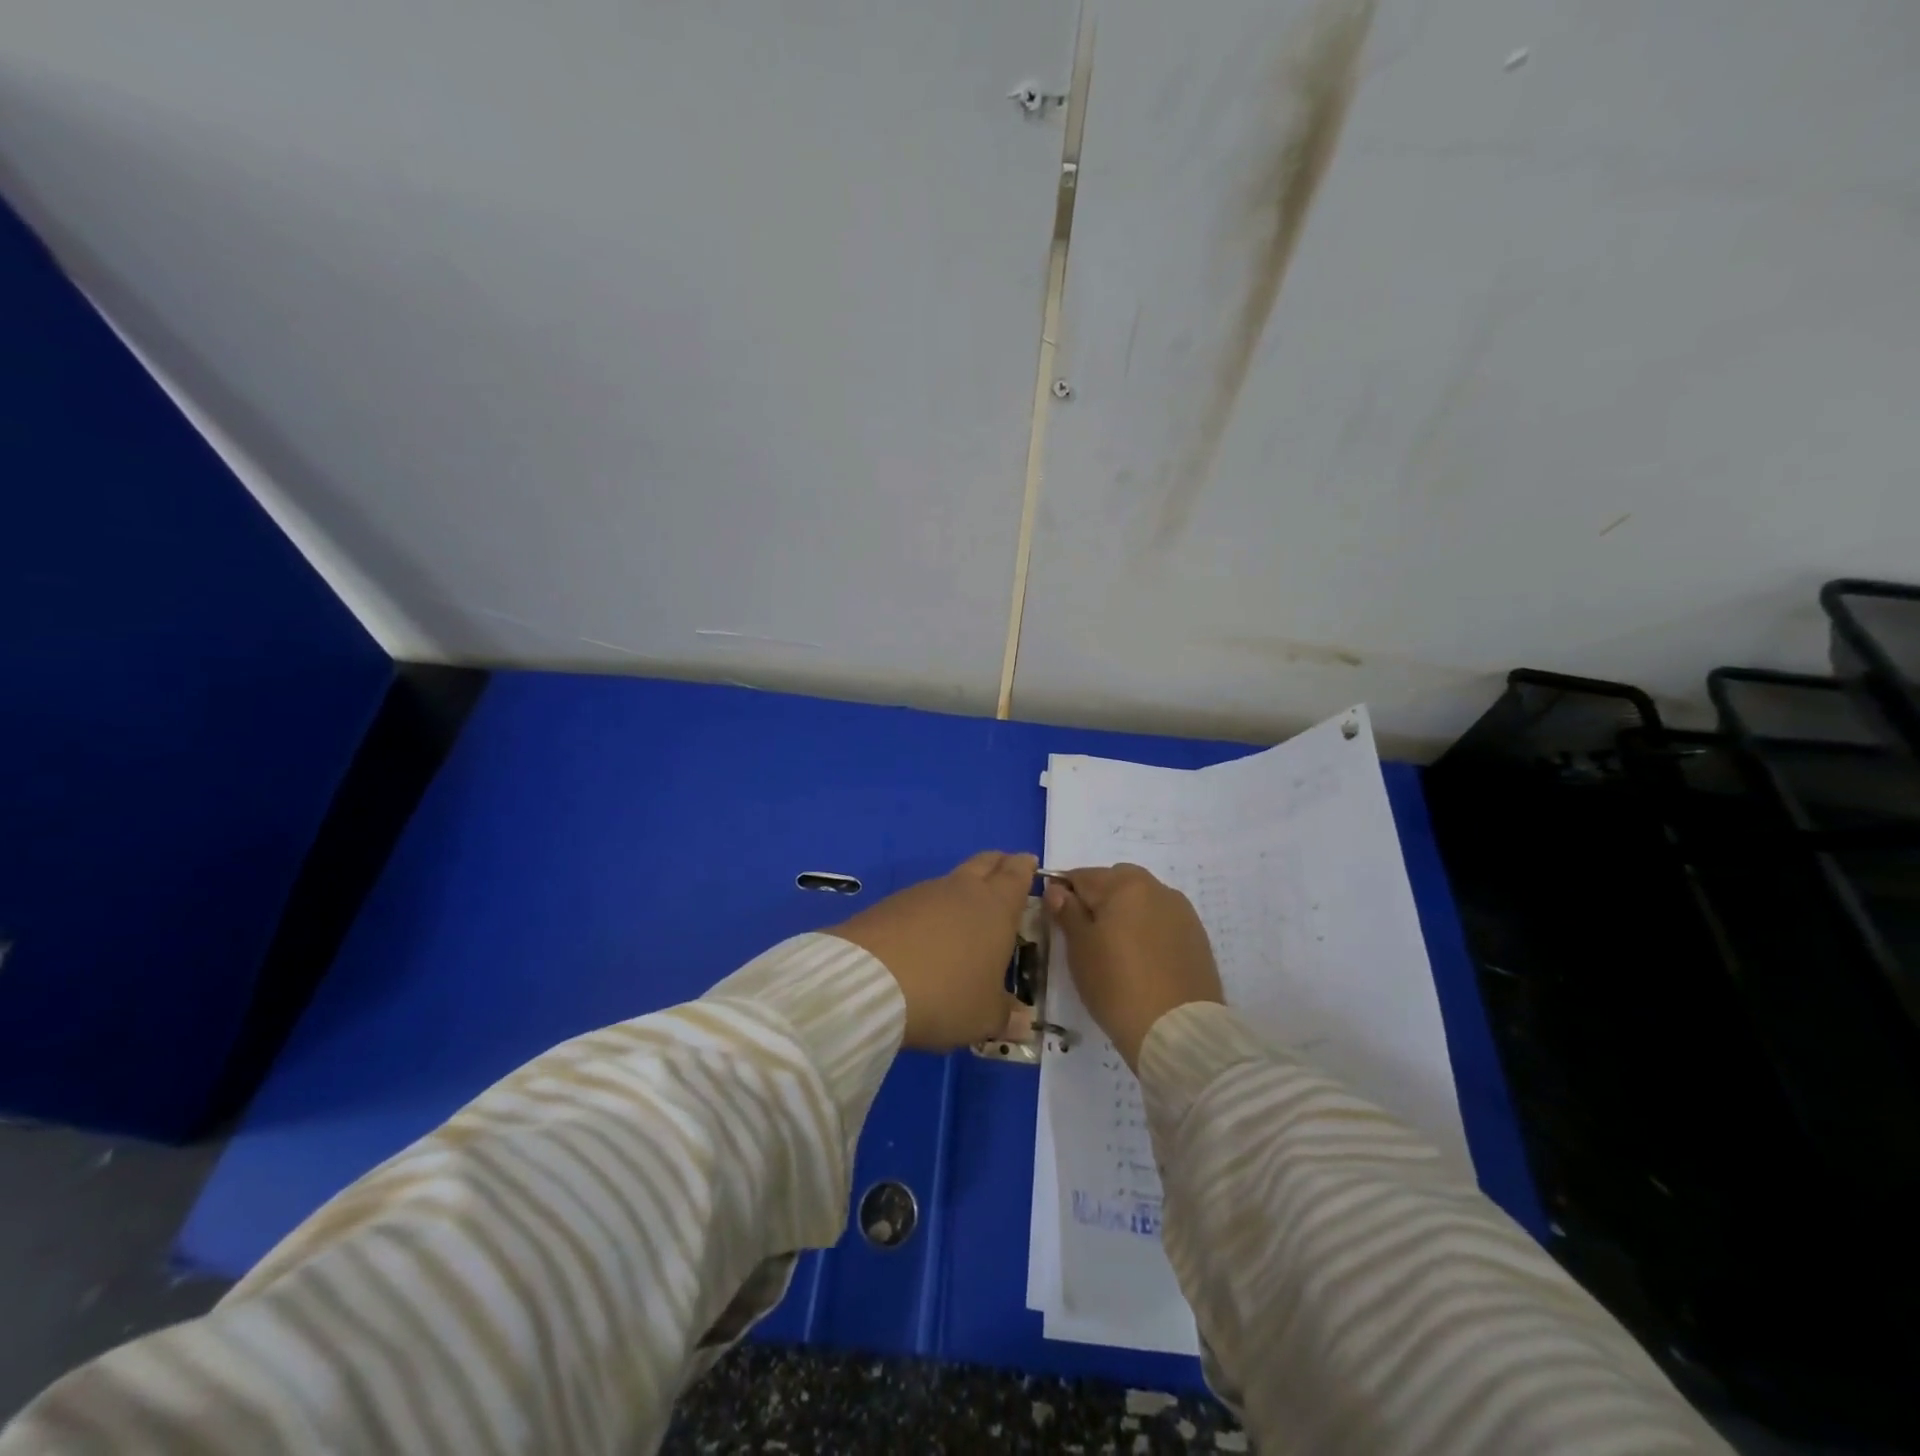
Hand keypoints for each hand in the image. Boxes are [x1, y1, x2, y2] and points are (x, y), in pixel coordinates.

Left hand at [831, 851, 1036, 1051]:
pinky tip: (926, 932)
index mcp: (996, 907)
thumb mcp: (983, 1016)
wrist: (870, 982)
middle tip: (1005, 870)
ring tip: (965, 911)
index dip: (1024, 868)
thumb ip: (1006, 1016)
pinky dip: (930, 908)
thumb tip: (1023, 1022)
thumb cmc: (946, 995)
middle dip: (998, 864)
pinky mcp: (891, 904)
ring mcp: (924, 893)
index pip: (1017, 874)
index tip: (1029, 863)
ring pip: (951, 880)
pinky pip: (921, 899)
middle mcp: (963, 890)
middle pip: (985, 863)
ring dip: (962, 889)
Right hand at [1046, 864, 1222, 1069]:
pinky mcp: (1197, 936)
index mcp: (1124, 884)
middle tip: (1086, 934)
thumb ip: (1067, 912)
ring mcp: (1181, 912)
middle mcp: (1156, 888)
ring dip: (1125, 912)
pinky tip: (1141, 957)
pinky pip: (1162, 920)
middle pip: (1116, 881)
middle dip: (1098, 898)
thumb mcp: (1080, 949)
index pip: (1082, 876)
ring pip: (1142, 900)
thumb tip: (1057, 890)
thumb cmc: (1116, 985)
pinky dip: (1147, 929)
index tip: (1056, 917)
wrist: (1177, 1030)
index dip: (1063, 893)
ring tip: (1115, 948)